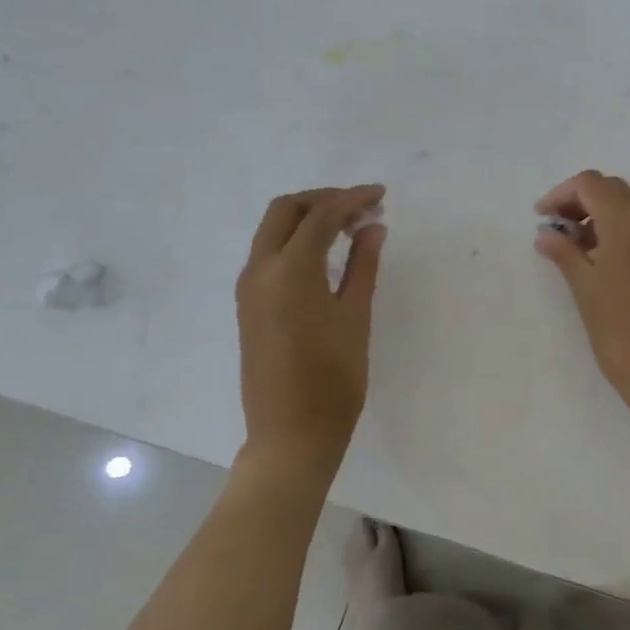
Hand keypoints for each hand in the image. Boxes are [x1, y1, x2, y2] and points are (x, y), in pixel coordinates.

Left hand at [235, 185, 385, 463]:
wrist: (291, 434)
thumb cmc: (334, 379)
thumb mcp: (356, 318)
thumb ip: (363, 266)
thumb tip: (373, 227)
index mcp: (289, 271)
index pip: (320, 216)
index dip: (352, 199)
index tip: (381, 196)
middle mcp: (260, 270)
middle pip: (286, 211)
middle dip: (324, 200)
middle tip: (363, 208)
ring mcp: (249, 288)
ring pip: (273, 230)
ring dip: (309, 219)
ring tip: (352, 229)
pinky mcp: (248, 305)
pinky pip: (270, 254)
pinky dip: (297, 241)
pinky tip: (328, 255)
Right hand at [535, 170, 629, 405]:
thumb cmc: (617, 328)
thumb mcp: (584, 287)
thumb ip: (564, 252)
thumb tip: (546, 234)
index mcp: (627, 221)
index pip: (591, 184)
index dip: (562, 194)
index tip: (543, 217)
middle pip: (616, 189)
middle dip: (584, 200)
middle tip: (561, 229)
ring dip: (608, 213)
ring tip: (584, 247)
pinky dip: (629, 230)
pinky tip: (612, 260)